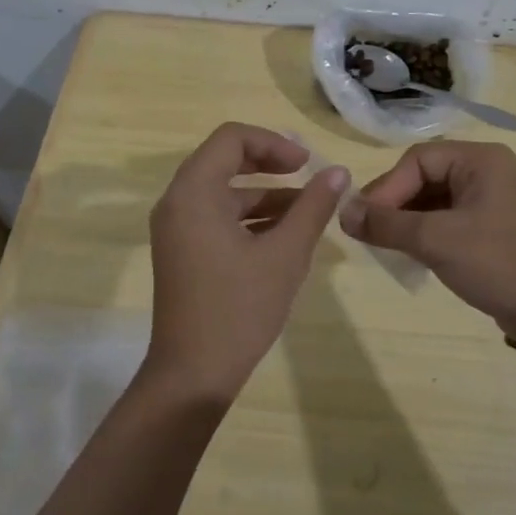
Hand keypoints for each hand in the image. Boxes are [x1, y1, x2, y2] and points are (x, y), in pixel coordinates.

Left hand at [145, 123, 348, 404]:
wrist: (192, 376)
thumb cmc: (239, 309)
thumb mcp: (285, 254)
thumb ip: (312, 207)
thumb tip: (338, 172)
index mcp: (194, 193)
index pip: (231, 138)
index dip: (272, 142)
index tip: (306, 163)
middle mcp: (178, 202)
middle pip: (225, 159)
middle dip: (269, 163)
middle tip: (307, 173)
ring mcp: (177, 228)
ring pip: (223, 190)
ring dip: (265, 192)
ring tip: (308, 209)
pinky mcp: (183, 250)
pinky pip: (217, 215)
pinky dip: (249, 216)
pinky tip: (284, 234)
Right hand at [340, 141, 515, 342]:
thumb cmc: (497, 263)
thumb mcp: (435, 240)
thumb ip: (386, 223)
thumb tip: (343, 212)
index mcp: (480, 159)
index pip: (417, 161)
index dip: (387, 188)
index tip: (363, 220)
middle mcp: (488, 171)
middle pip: (425, 177)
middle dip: (395, 204)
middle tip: (369, 233)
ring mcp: (493, 201)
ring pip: (435, 201)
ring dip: (408, 222)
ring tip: (386, 246)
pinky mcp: (494, 229)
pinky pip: (449, 220)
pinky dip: (427, 234)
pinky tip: (413, 256)